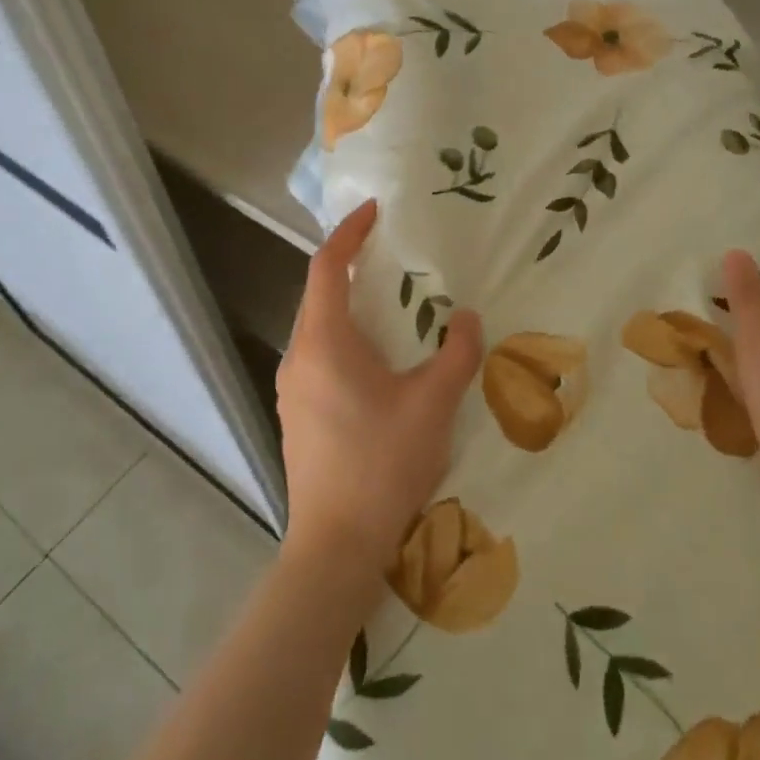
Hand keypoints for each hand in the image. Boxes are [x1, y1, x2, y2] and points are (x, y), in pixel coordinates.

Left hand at [276, 200, 484, 572]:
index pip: (325, 267)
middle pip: (318, 295)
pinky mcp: (298, 416)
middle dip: (350, 268)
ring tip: (392, 306)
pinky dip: (345, 340)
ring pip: (318, 329)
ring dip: (349, 307)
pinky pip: (319, 357)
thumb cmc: (382, 464)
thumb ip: (457, 353)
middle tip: (391, 256)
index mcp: (323, 342)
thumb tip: (467, 318)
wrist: (335, 547)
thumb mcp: (432, 404)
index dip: (348, 233)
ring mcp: (292, 390)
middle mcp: (298, 357)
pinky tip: (378, 363)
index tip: (373, 212)